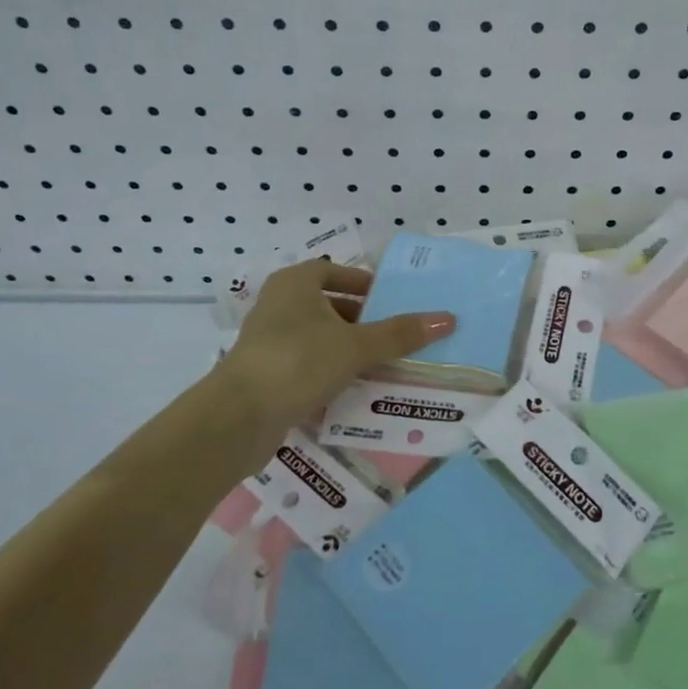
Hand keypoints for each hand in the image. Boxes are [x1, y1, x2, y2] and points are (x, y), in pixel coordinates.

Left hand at [213, 258, 454, 448]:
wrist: (239, 416)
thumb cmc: (299, 362)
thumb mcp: (356, 346)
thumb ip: (400, 334)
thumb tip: (448, 318)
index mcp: (295, 283)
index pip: (334, 272)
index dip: (362, 283)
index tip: (390, 301)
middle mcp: (278, 304)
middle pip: (327, 305)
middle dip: (360, 320)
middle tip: (393, 336)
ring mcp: (268, 341)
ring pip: (317, 337)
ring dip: (346, 349)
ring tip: (381, 365)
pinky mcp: (265, 373)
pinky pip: (306, 364)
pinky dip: (328, 372)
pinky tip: (352, 391)